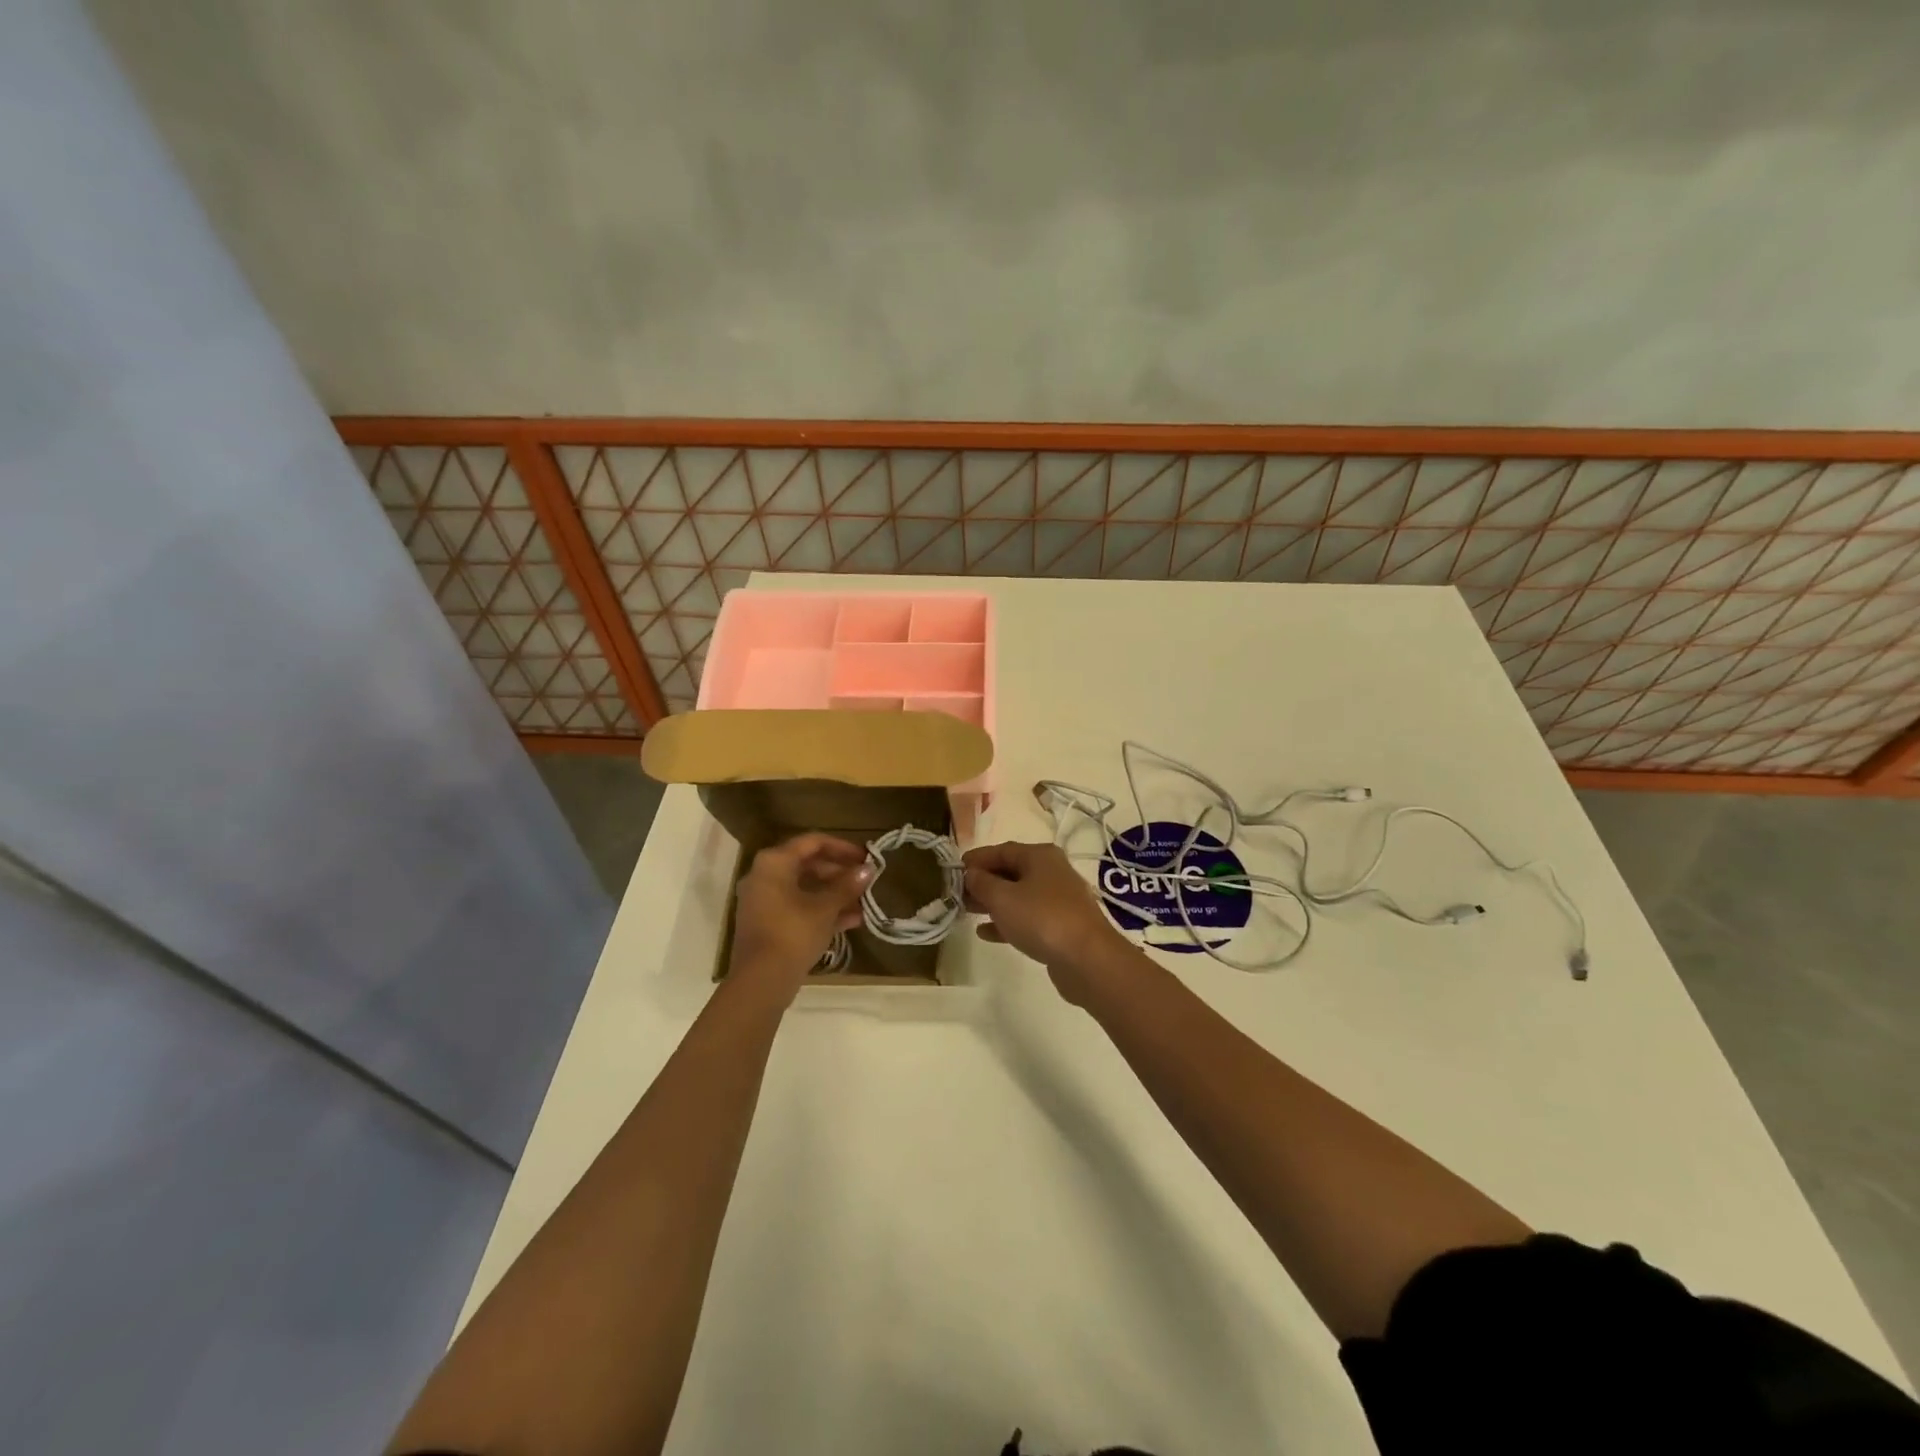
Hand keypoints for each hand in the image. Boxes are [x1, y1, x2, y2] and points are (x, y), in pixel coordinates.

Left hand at [729, 834, 874, 1000]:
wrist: (761, 981)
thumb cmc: (793, 933)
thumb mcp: (825, 907)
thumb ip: (847, 885)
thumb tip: (868, 869)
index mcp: (775, 862)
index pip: (813, 842)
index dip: (842, 848)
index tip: (866, 857)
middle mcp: (764, 876)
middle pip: (808, 865)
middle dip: (839, 873)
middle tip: (865, 881)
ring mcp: (763, 901)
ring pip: (804, 889)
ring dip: (834, 894)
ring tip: (863, 903)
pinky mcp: (767, 923)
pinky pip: (797, 907)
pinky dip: (821, 910)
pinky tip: (851, 921)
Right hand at [963, 841, 1134, 1003]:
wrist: (1087, 958)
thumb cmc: (1041, 918)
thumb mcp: (1002, 897)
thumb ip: (982, 883)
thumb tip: (971, 874)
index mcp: (1040, 856)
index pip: (1002, 850)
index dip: (977, 859)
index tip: (954, 870)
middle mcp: (1052, 872)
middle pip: (1011, 871)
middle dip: (983, 882)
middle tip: (958, 894)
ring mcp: (1058, 900)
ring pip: (1018, 895)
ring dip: (993, 902)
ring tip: (967, 911)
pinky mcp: (1061, 926)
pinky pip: (1027, 917)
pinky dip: (1007, 921)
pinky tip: (986, 932)